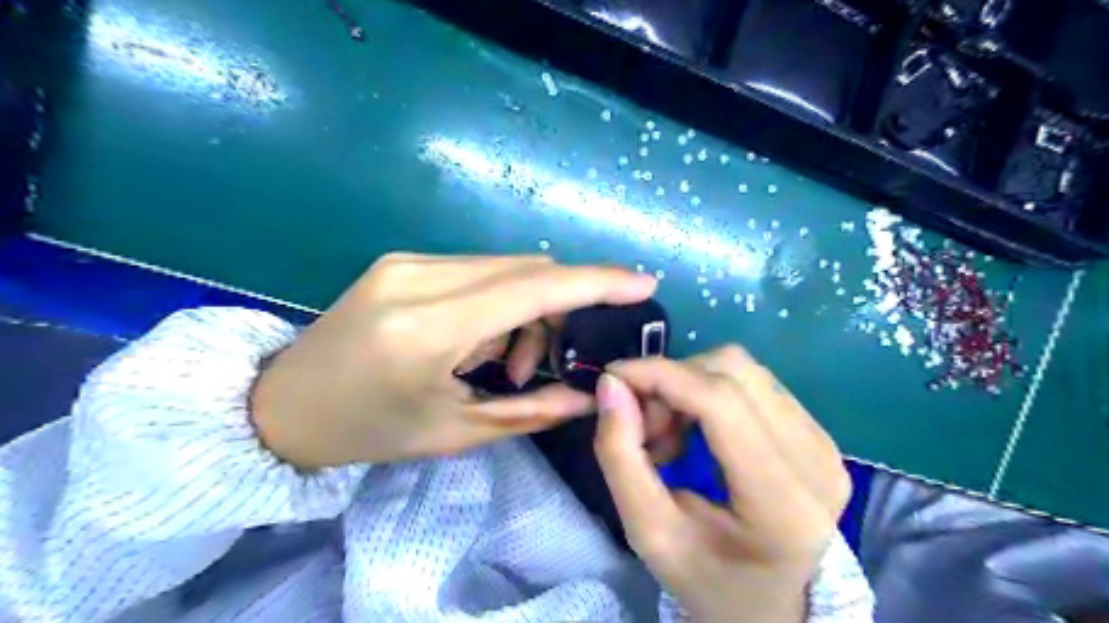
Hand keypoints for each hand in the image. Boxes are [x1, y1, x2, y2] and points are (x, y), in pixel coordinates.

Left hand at [246, 254, 650, 466]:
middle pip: (526, 270)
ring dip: (527, 308)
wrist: (283, 405)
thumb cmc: (371, 431)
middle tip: (556, 357)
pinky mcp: (402, 260)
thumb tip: (591, 395)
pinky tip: (480, 339)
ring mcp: (407, 261)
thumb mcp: (455, 432)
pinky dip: (499, 300)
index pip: (533, 289)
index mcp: (428, 329)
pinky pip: (478, 270)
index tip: (642, 282)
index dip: (595, 282)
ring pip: (505, 267)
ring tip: (507, 361)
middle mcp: (419, 278)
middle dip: (561, 307)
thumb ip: (532, 410)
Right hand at [599, 347, 850, 619]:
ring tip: (669, 433)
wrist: (768, 607)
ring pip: (741, 368)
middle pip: (732, 371)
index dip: (661, 375)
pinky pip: (752, 383)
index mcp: (783, 501)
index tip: (613, 378)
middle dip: (671, 383)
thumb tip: (612, 384)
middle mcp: (817, 460)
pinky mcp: (818, 433)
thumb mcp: (649, 533)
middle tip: (643, 426)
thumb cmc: (707, 580)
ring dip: (689, 385)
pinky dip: (708, 392)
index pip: (721, 402)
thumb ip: (621, 457)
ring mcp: (825, 443)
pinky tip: (695, 430)